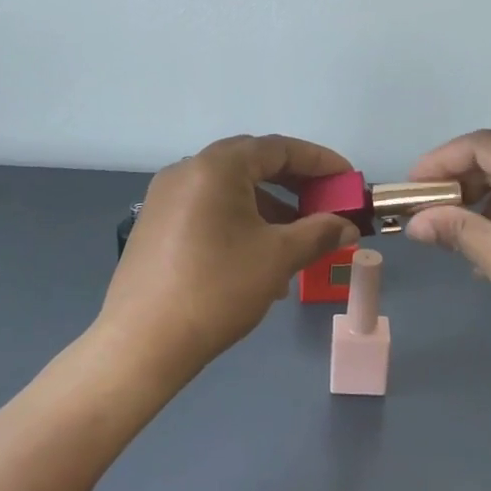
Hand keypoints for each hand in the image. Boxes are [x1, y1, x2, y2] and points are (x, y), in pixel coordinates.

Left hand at [99, 134, 360, 381]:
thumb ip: (319, 233)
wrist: (142, 343)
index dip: (319, 161)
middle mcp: (188, 170)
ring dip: (269, 208)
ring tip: (297, 242)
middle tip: (326, 205)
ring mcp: (166, 196)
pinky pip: (209, 209)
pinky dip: (240, 221)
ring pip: (230, 189)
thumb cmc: (218, 289)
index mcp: (217, 166)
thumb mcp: (278, 258)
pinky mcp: (156, 223)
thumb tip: (346, 226)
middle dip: (295, 184)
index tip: (348, 180)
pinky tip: (258, 259)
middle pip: (252, 164)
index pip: (279, 148)